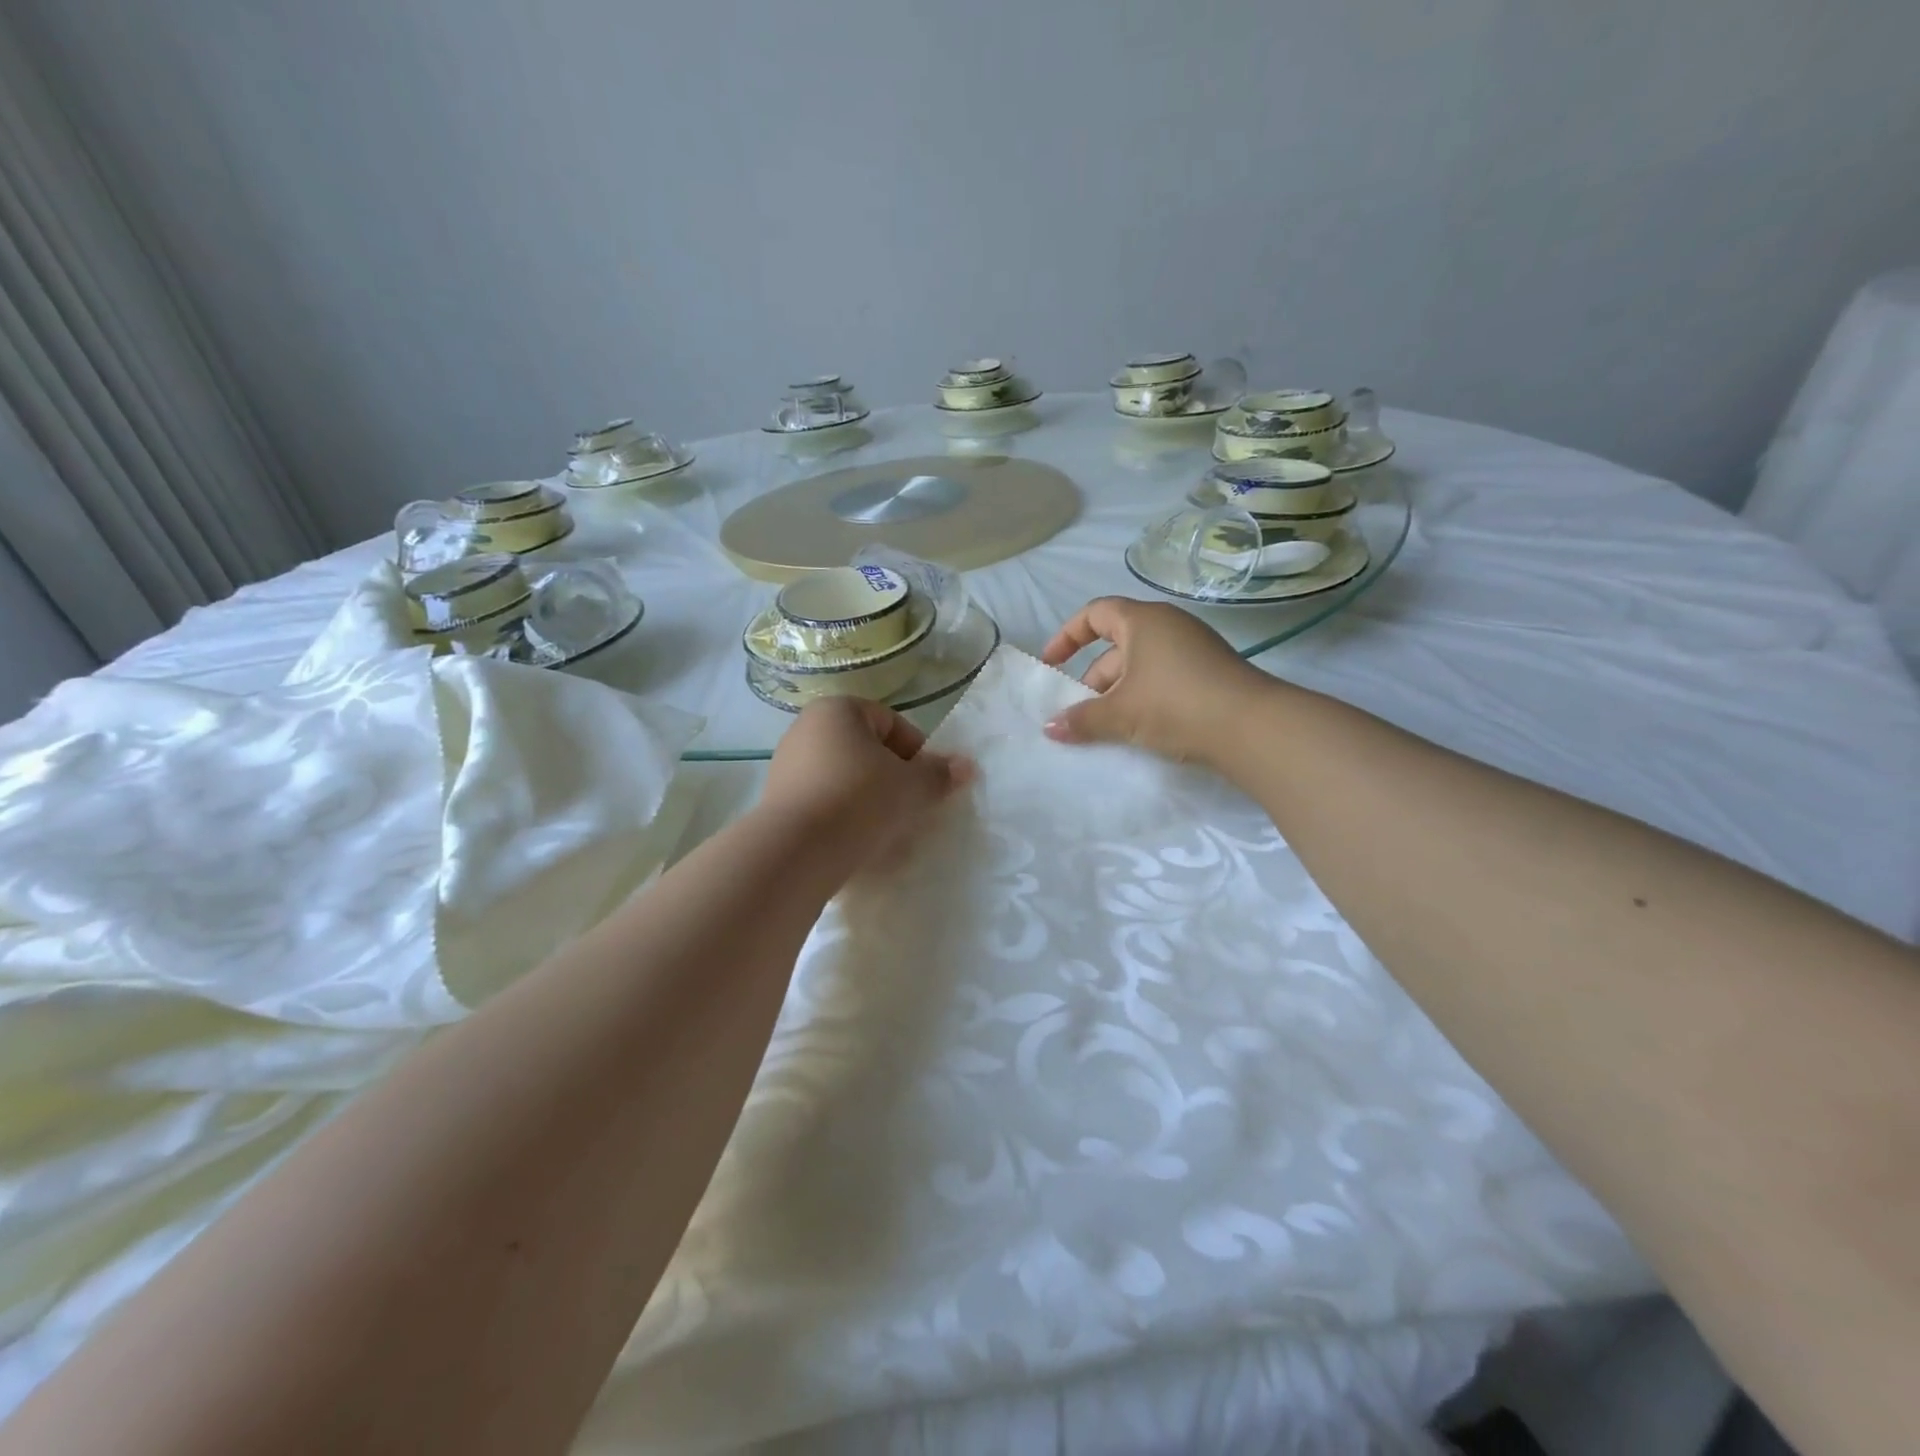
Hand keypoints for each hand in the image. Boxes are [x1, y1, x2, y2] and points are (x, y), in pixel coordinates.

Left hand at [761, 696, 973, 866]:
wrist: (796, 851)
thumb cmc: (860, 800)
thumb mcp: (912, 786)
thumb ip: (939, 774)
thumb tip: (966, 766)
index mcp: (838, 710)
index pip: (892, 723)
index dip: (917, 753)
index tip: (927, 784)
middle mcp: (806, 729)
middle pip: (866, 750)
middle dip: (892, 777)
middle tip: (910, 807)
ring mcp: (786, 766)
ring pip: (844, 778)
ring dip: (868, 799)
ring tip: (885, 829)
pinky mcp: (776, 801)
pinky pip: (822, 802)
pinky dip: (842, 816)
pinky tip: (856, 841)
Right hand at [1039, 597, 1268, 764]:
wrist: (1252, 727)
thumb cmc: (1176, 704)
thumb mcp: (1121, 713)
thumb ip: (1082, 719)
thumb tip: (1049, 728)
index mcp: (1142, 621)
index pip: (1094, 613)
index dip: (1067, 636)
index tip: (1051, 665)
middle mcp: (1168, 625)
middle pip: (1116, 644)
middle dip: (1092, 677)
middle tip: (1078, 711)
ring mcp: (1192, 648)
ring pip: (1140, 665)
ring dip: (1117, 692)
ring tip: (1104, 727)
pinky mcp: (1209, 672)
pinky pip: (1163, 678)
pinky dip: (1143, 698)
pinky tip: (1138, 729)